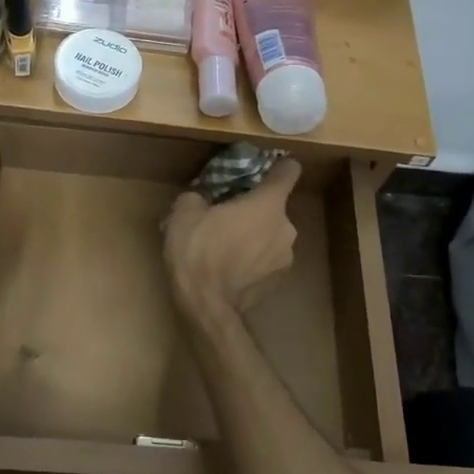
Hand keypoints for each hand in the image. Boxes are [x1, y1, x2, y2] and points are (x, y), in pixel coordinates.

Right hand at [164, 159, 301, 321]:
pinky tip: (230, 268)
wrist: (207, 306)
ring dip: (254, 236)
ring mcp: (286, 257)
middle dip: (254, 209)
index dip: (278, 167)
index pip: (289, 171)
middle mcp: (286, 227)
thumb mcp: (184, 212)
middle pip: (274, 207)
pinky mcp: (279, 282)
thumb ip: (198, 196)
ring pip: (271, 235)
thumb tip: (202, 199)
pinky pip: (267, 259)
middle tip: (226, 217)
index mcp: (268, 203)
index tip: (264, 169)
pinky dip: (254, 259)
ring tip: (225, 246)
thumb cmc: (198, 251)